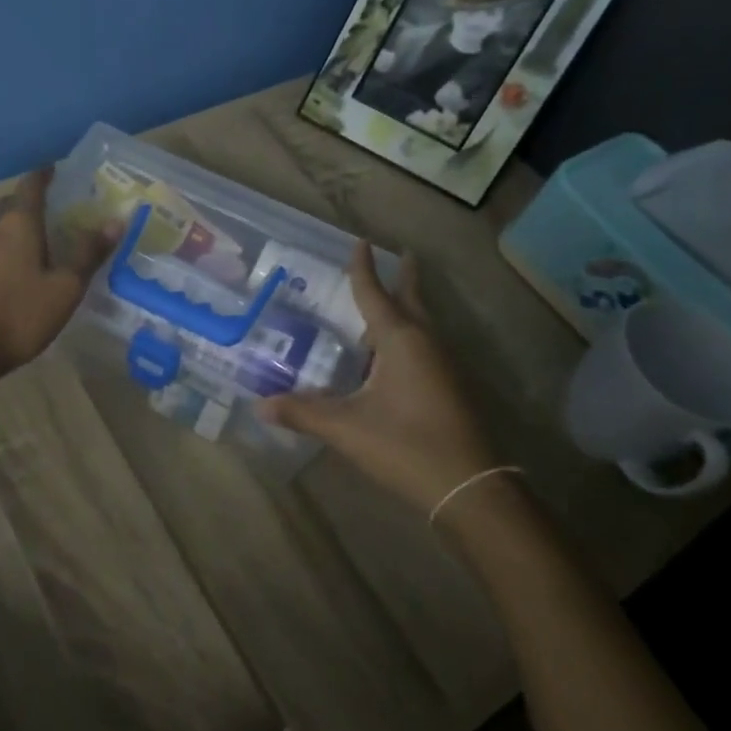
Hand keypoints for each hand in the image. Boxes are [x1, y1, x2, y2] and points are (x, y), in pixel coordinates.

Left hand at [0, 167, 115, 379]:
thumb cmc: (19, 314)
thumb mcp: (65, 288)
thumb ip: (88, 253)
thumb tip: (115, 221)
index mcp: (18, 222)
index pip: (32, 184)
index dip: (45, 175)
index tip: (57, 171)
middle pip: (12, 202)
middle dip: (32, 200)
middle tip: (55, 209)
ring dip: (14, 223)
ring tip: (35, 236)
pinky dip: (2, 244)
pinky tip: (12, 264)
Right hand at [260, 246, 495, 515]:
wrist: (471, 489)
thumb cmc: (406, 446)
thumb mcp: (346, 428)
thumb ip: (302, 413)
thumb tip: (259, 406)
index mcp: (400, 341)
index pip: (375, 294)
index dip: (364, 268)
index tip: (361, 241)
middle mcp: (425, 344)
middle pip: (412, 301)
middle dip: (404, 279)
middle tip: (400, 255)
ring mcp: (443, 366)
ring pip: (422, 325)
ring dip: (406, 308)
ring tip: (386, 303)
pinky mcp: (451, 389)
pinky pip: (425, 347)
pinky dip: (408, 336)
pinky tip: (392, 356)